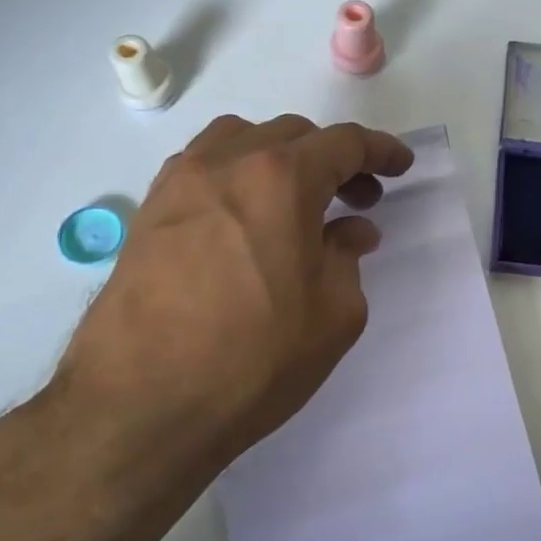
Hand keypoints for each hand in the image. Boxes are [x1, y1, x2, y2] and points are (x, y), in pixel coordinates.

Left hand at [54, 114, 413, 467]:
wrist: (139, 405)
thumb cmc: (252, 359)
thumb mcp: (333, 315)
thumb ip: (348, 258)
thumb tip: (349, 231)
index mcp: (281, 178)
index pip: (344, 143)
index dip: (380, 150)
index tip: (400, 164)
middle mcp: (227, 163)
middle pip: (293, 134)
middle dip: (334, 158)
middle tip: (357, 198)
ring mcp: (180, 183)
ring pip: (241, 139)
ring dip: (280, 156)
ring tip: (296, 200)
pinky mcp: (148, 211)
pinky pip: (203, 167)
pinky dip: (237, 173)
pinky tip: (245, 218)